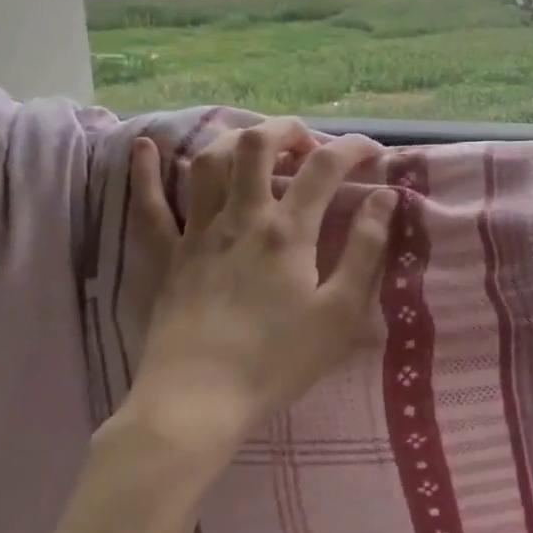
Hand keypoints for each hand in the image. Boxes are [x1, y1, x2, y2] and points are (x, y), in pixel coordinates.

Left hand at [107, 119, 396, 470]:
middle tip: (307, 143)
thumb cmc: (277, 361)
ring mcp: (197, 233)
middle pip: (257, 146)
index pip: (324, 167)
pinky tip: (147, 147)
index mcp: (288, 231)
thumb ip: (366, 250)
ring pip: (208, 162)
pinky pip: (150, 206)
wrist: (198, 402)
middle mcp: (241, 217)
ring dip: (232, 140)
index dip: (352, 148)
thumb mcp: (341, 312)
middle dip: (286, 130)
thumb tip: (385, 198)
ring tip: (254, 145)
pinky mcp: (165, 257)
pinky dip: (147, 172)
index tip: (372, 152)